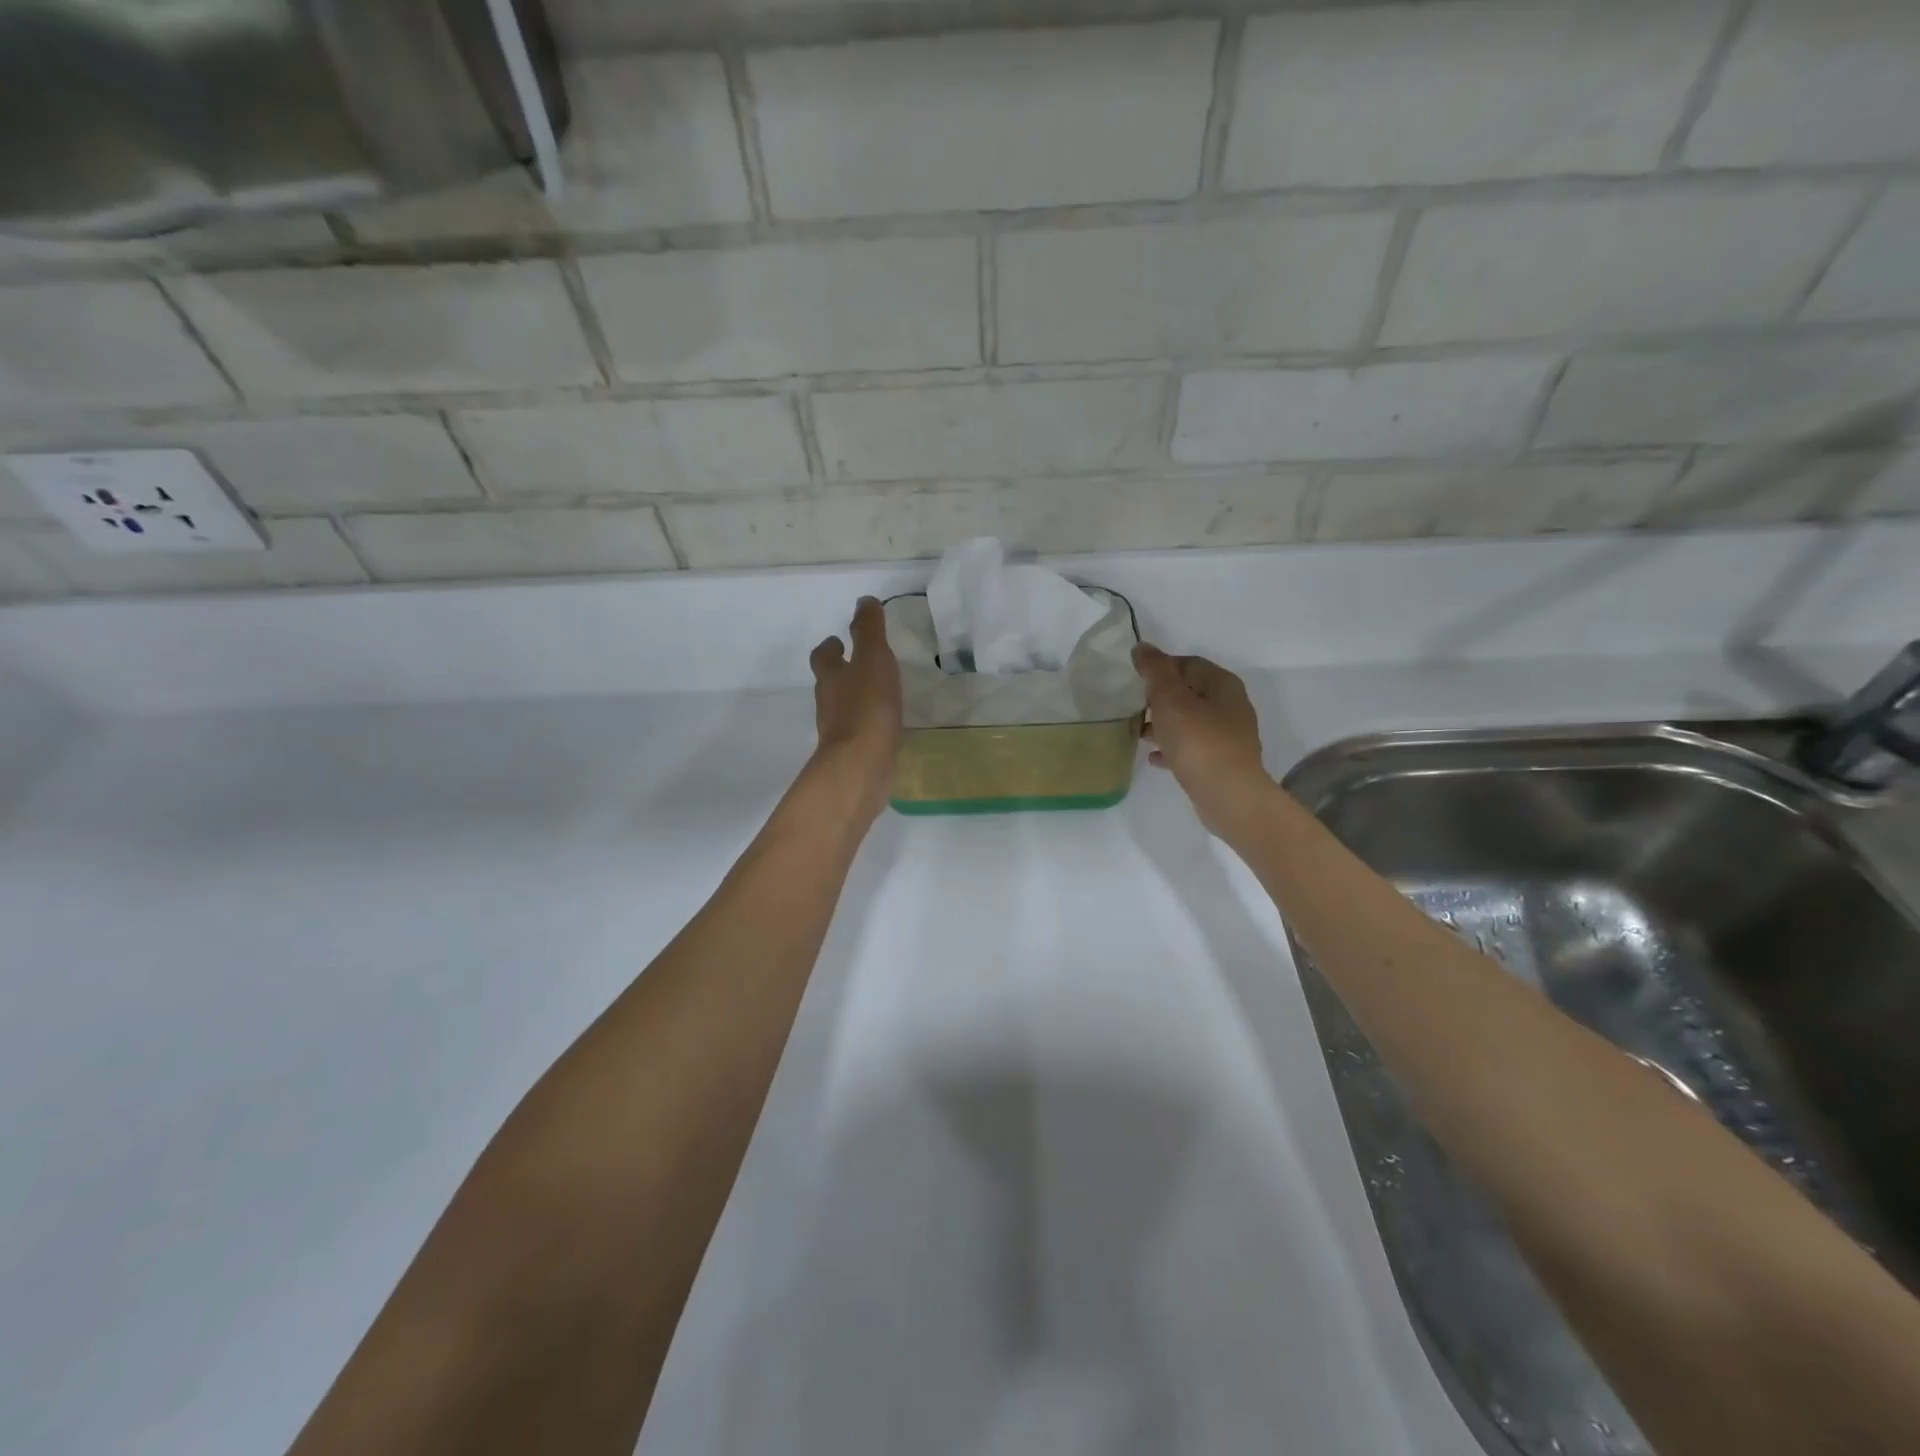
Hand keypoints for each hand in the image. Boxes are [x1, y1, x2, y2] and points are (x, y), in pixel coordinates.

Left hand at [810, 597, 903, 818]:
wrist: (861, 766)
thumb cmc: (867, 707)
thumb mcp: (873, 659)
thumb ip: (869, 630)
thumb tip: (864, 601)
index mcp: (831, 676)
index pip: (824, 655)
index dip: (830, 647)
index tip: (839, 640)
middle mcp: (829, 702)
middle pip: (830, 682)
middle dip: (841, 672)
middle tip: (858, 665)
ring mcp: (838, 731)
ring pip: (843, 707)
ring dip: (854, 698)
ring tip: (876, 693)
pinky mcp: (852, 754)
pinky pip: (858, 732)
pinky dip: (867, 724)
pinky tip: (883, 726)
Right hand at [1134, 643, 1271, 837]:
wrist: (1228, 796)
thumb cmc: (1198, 741)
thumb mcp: (1170, 699)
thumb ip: (1155, 671)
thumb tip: (1143, 647)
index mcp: (1222, 684)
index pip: (1188, 663)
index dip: (1161, 667)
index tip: (1135, 680)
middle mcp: (1231, 705)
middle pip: (1190, 692)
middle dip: (1161, 698)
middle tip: (1134, 707)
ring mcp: (1229, 736)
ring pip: (1190, 721)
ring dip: (1165, 724)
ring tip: (1138, 734)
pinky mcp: (1222, 762)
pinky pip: (1193, 747)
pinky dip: (1173, 748)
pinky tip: (1154, 758)